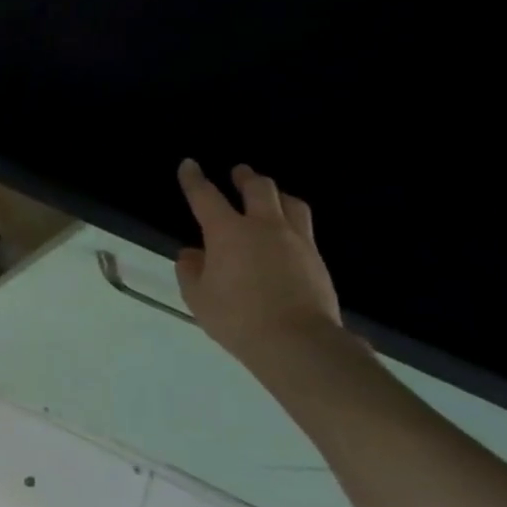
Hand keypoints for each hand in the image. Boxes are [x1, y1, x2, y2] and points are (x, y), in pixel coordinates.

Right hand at [175, 159, 343, 374]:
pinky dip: (291, 220)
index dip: (194, 179)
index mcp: (228, 232)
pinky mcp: (317, 259)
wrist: (297, 342)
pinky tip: (285, 233)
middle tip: (239, 173)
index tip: (189, 165)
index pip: (206, 196)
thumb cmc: (236, 317)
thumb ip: (190, 270)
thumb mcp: (197, 296)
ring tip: (270, 197)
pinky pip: (304, 227)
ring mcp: (297, 241)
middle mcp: (264, 227)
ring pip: (290, 203)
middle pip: (259, 189)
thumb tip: (193, 253)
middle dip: (245, 177)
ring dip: (276, 195)